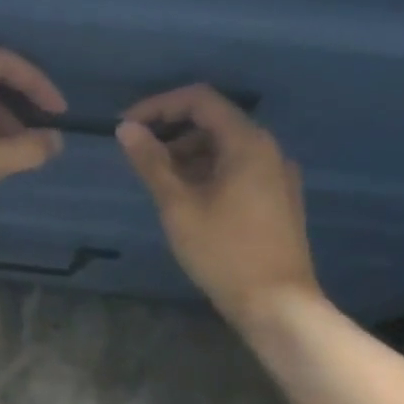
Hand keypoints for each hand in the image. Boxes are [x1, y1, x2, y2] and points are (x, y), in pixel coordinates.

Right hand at [117, 85, 320, 321]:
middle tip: (138, 160)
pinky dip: (207, 174)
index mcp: (247, 143)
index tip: (126, 127)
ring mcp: (276, 175)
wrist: (277, 303)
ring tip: (158, 185)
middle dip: (172, 134)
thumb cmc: (223, 253)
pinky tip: (187, 202)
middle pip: (214, 122)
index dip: (159, 106)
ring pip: (225, 149)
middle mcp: (268, 149)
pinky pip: (237, 170)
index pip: (200, 100)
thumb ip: (152, 164)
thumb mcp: (179, 207)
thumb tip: (126, 129)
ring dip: (188, 156)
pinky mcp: (277, 199)